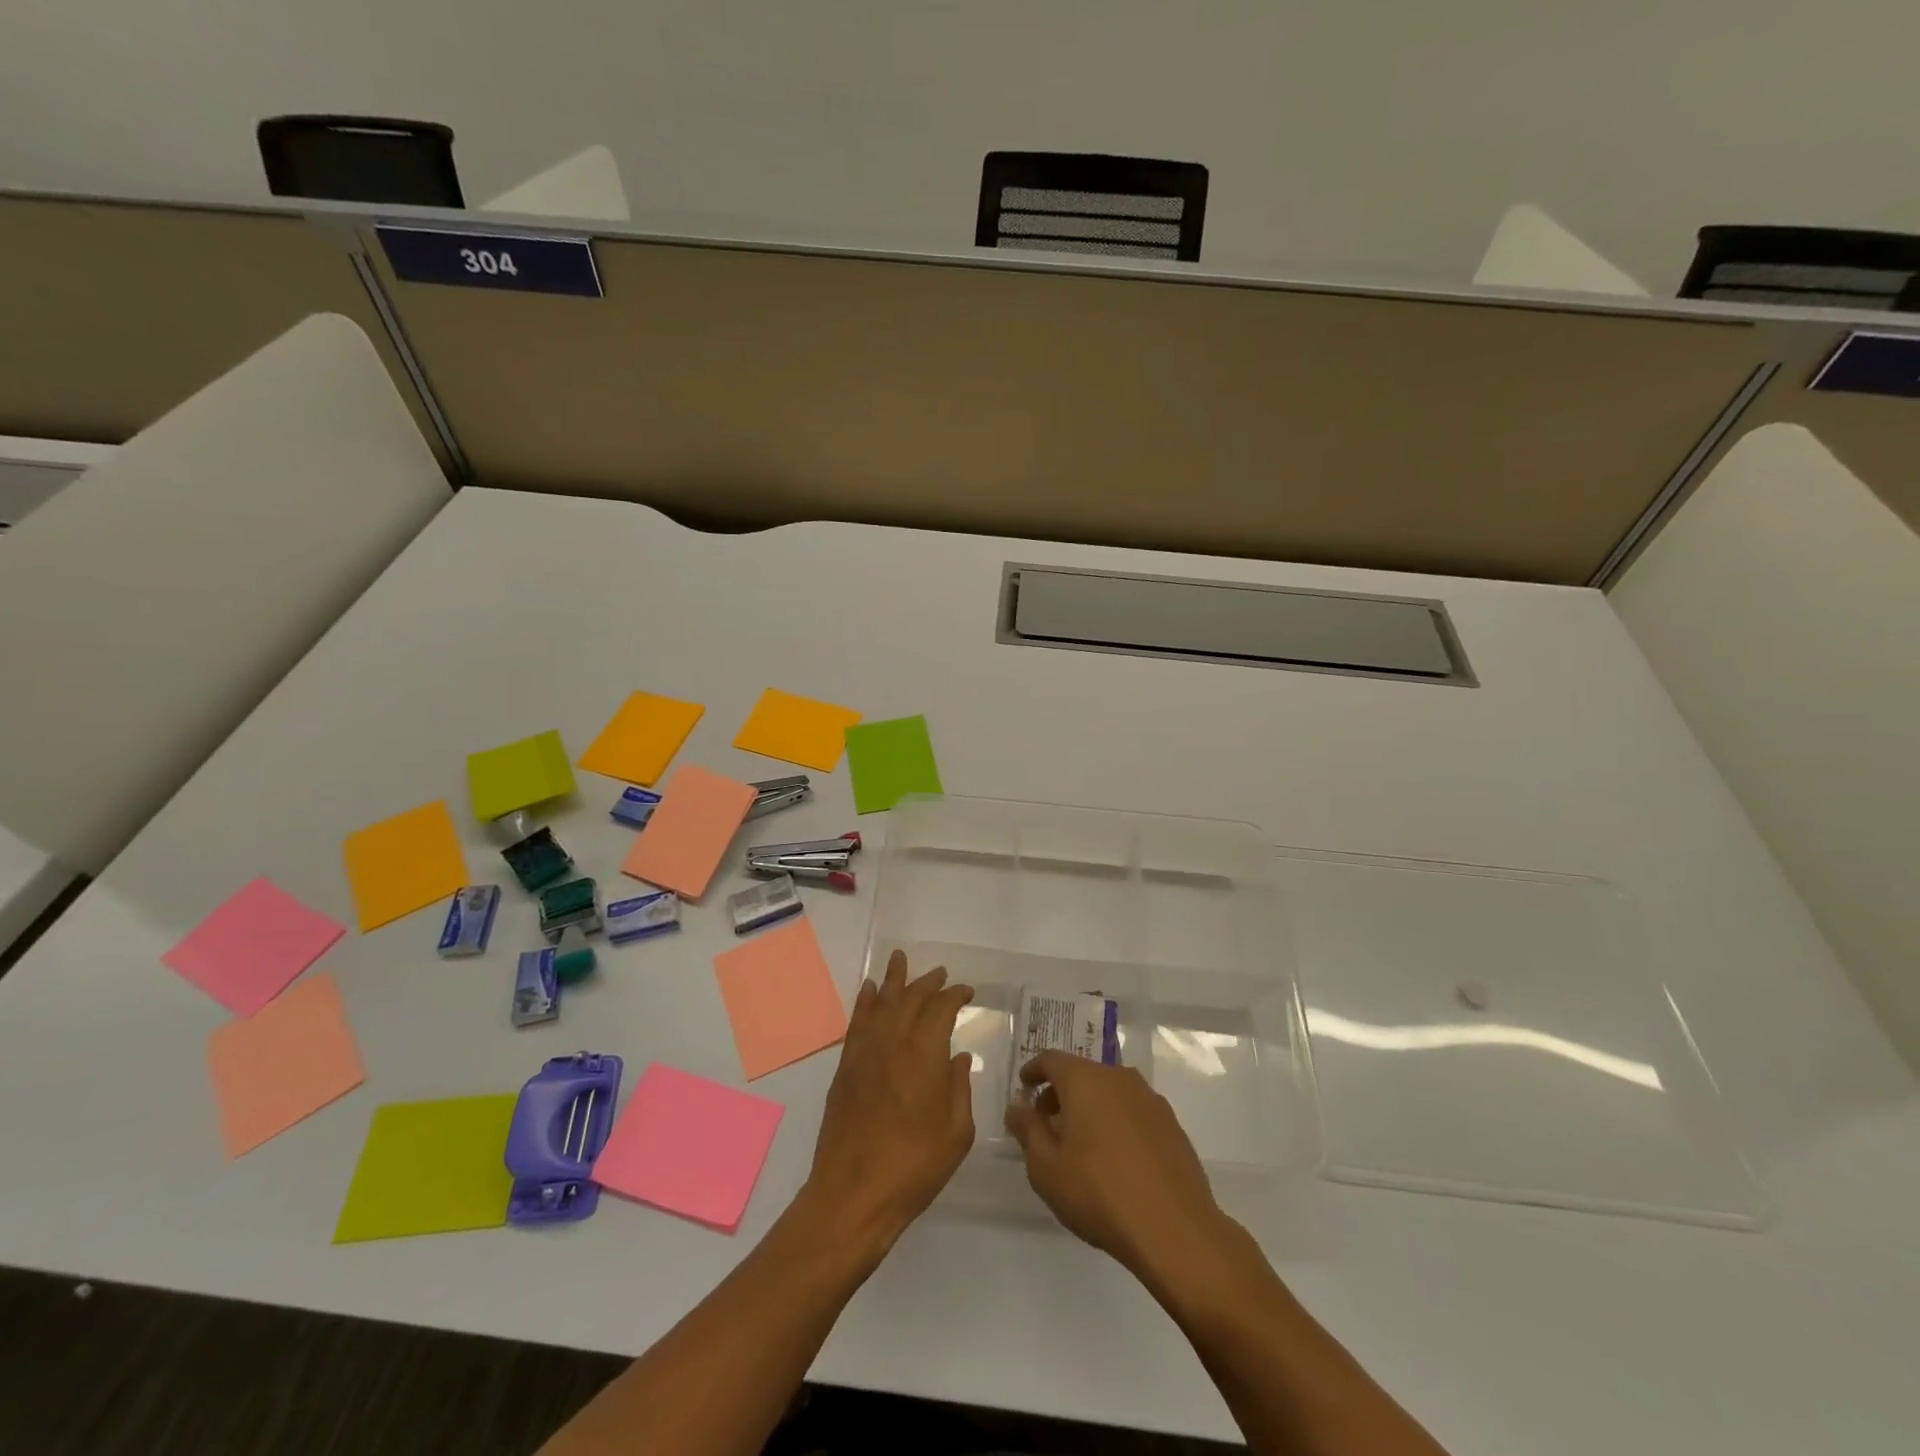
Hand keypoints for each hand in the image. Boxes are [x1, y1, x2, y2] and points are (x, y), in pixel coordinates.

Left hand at [804, 950, 974, 1254]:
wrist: (853, 1193)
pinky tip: (870, 991)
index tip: (967, 992)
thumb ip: (960, 1088)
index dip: (956, 995)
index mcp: (926, 1053)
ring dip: (894, 980)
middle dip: (928, 982)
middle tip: (941, 974)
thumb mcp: (956, 1133)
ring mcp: (865, 1052)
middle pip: (912, 998)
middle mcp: (894, 1041)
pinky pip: (857, 1021)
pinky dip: (865, 1001)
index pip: (942, 1008)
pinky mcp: (846, 1067)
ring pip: (882, 1002)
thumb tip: (958, 1057)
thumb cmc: (915, 1166)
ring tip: (900, 959)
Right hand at [1005, 1052, 1227, 1281]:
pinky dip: (1116, 1122)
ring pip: (1109, 1091)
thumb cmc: (1099, 1193)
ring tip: (1080, 1143)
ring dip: (1090, 1107)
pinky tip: (1114, 1157)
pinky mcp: (1171, 1124)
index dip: (1034, 1071)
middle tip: (1047, 1123)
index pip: (1052, 1060)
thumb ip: (1027, 1129)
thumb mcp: (1046, 1167)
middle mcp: (1118, 1077)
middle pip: (1081, 1073)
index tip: (1024, 1086)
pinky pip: (1133, 1111)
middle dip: (1061, 1093)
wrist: (1174, 1229)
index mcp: (1085, 1079)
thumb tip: (1018, 1105)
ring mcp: (1150, 1099)